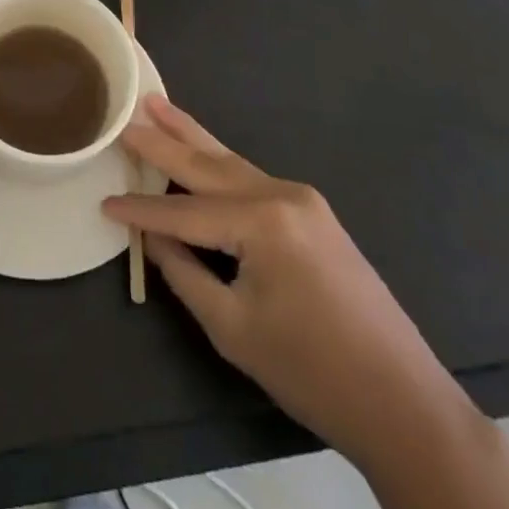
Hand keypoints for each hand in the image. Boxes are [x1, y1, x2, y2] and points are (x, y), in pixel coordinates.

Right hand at [104, 97, 477, 468]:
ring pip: (231, 162)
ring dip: (191, 137)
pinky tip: (199, 152)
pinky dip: (218, 165)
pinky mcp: (313, 212)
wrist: (405, 403)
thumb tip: (153, 237)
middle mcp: (281, 194)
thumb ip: (185, 272)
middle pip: (207, 164)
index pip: (183, 211)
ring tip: (157, 105)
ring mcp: (302, 199)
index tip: (103, 201)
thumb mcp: (233, 327)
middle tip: (126, 115)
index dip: (141, 211)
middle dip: (162, 141)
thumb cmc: (312, 372)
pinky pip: (252, 179)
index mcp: (262, 222)